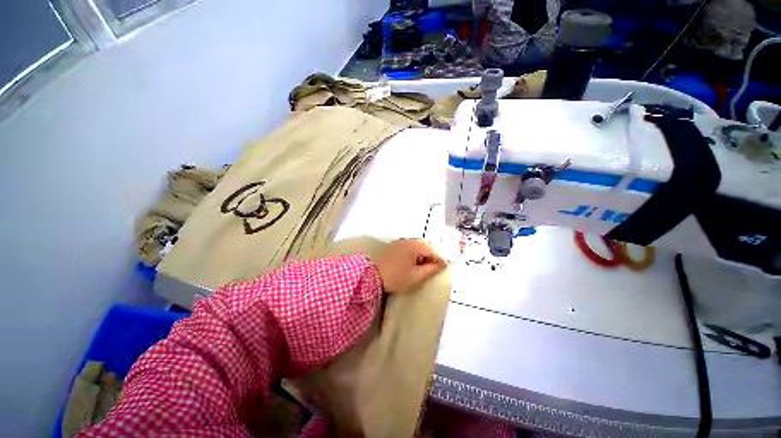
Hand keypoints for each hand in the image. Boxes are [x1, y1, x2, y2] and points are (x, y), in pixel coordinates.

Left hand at [376, 238, 446, 294]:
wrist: (372, 277)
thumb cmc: (397, 277)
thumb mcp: (416, 276)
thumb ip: (431, 269)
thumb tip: (441, 264)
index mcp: (415, 245)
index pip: (433, 250)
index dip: (440, 259)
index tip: (444, 268)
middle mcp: (408, 240)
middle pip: (425, 245)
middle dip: (431, 256)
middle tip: (433, 268)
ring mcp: (400, 242)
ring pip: (417, 245)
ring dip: (422, 254)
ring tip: (423, 266)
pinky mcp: (394, 246)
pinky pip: (409, 246)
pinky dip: (414, 253)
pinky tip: (412, 262)